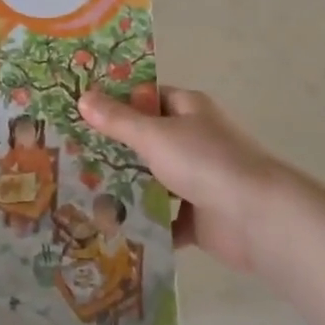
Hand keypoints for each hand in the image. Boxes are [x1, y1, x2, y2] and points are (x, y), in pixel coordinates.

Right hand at [78, 87, 285, 272]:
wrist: (257, 218)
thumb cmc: (206, 162)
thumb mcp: (155, 135)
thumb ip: (119, 120)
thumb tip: (83, 96)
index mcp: (189, 109)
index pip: (147, 98)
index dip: (115, 102)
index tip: (78, 112)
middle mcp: (194, 140)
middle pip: (147, 141)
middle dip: (113, 150)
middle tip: (68, 156)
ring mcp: (197, 179)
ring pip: (153, 181)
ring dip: (125, 189)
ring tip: (77, 193)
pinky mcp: (198, 217)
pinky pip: (163, 218)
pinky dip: (143, 224)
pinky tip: (108, 228)